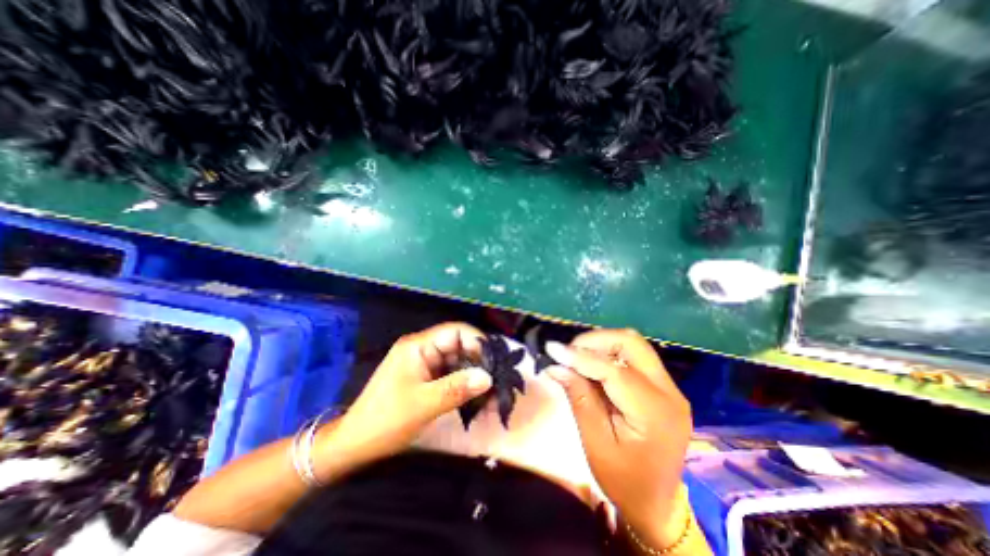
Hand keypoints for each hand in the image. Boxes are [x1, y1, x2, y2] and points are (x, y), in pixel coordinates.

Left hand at [313, 325, 491, 478]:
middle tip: (498, 380)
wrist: (354, 445)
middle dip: (479, 362)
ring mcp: (425, 364)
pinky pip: (451, 376)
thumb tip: (488, 377)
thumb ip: (456, 388)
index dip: (477, 342)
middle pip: (459, 346)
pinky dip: (464, 386)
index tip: (496, 360)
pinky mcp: (426, 379)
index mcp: (418, 346)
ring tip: (492, 394)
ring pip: (457, 362)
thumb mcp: (423, 404)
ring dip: (474, 377)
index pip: (456, 332)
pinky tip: (477, 400)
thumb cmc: (385, 421)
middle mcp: (423, 349)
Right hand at [546, 331, 689, 547]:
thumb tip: (555, 365)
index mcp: (654, 413)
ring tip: (578, 357)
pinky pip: (635, 356)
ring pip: (633, 344)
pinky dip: (610, 353)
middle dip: (595, 340)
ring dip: (602, 344)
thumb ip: (578, 398)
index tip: (551, 349)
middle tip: (568, 353)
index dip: (580, 356)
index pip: (614, 370)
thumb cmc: (624, 481)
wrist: (658, 504)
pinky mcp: (663, 386)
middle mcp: (669, 392)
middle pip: (631, 342)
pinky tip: (593, 365)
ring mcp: (670, 387)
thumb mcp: (595, 443)